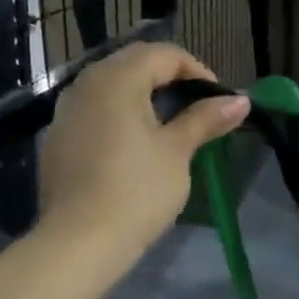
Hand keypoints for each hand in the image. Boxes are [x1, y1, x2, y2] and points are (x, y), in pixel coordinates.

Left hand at [39, 41, 247, 253]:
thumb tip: (240, 100)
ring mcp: (65, 111)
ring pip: (110, 86)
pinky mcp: (57, 138)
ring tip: (169, 123)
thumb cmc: (136, 192)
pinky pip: (93, 111)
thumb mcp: (177, 152)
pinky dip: (118, 114)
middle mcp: (85, 84)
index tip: (218, 100)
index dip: (197, 70)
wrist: (78, 243)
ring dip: (142, 94)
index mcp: (116, 79)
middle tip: (197, 107)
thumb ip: (205, 119)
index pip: (163, 54)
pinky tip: (133, 144)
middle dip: (169, 78)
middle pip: (133, 63)